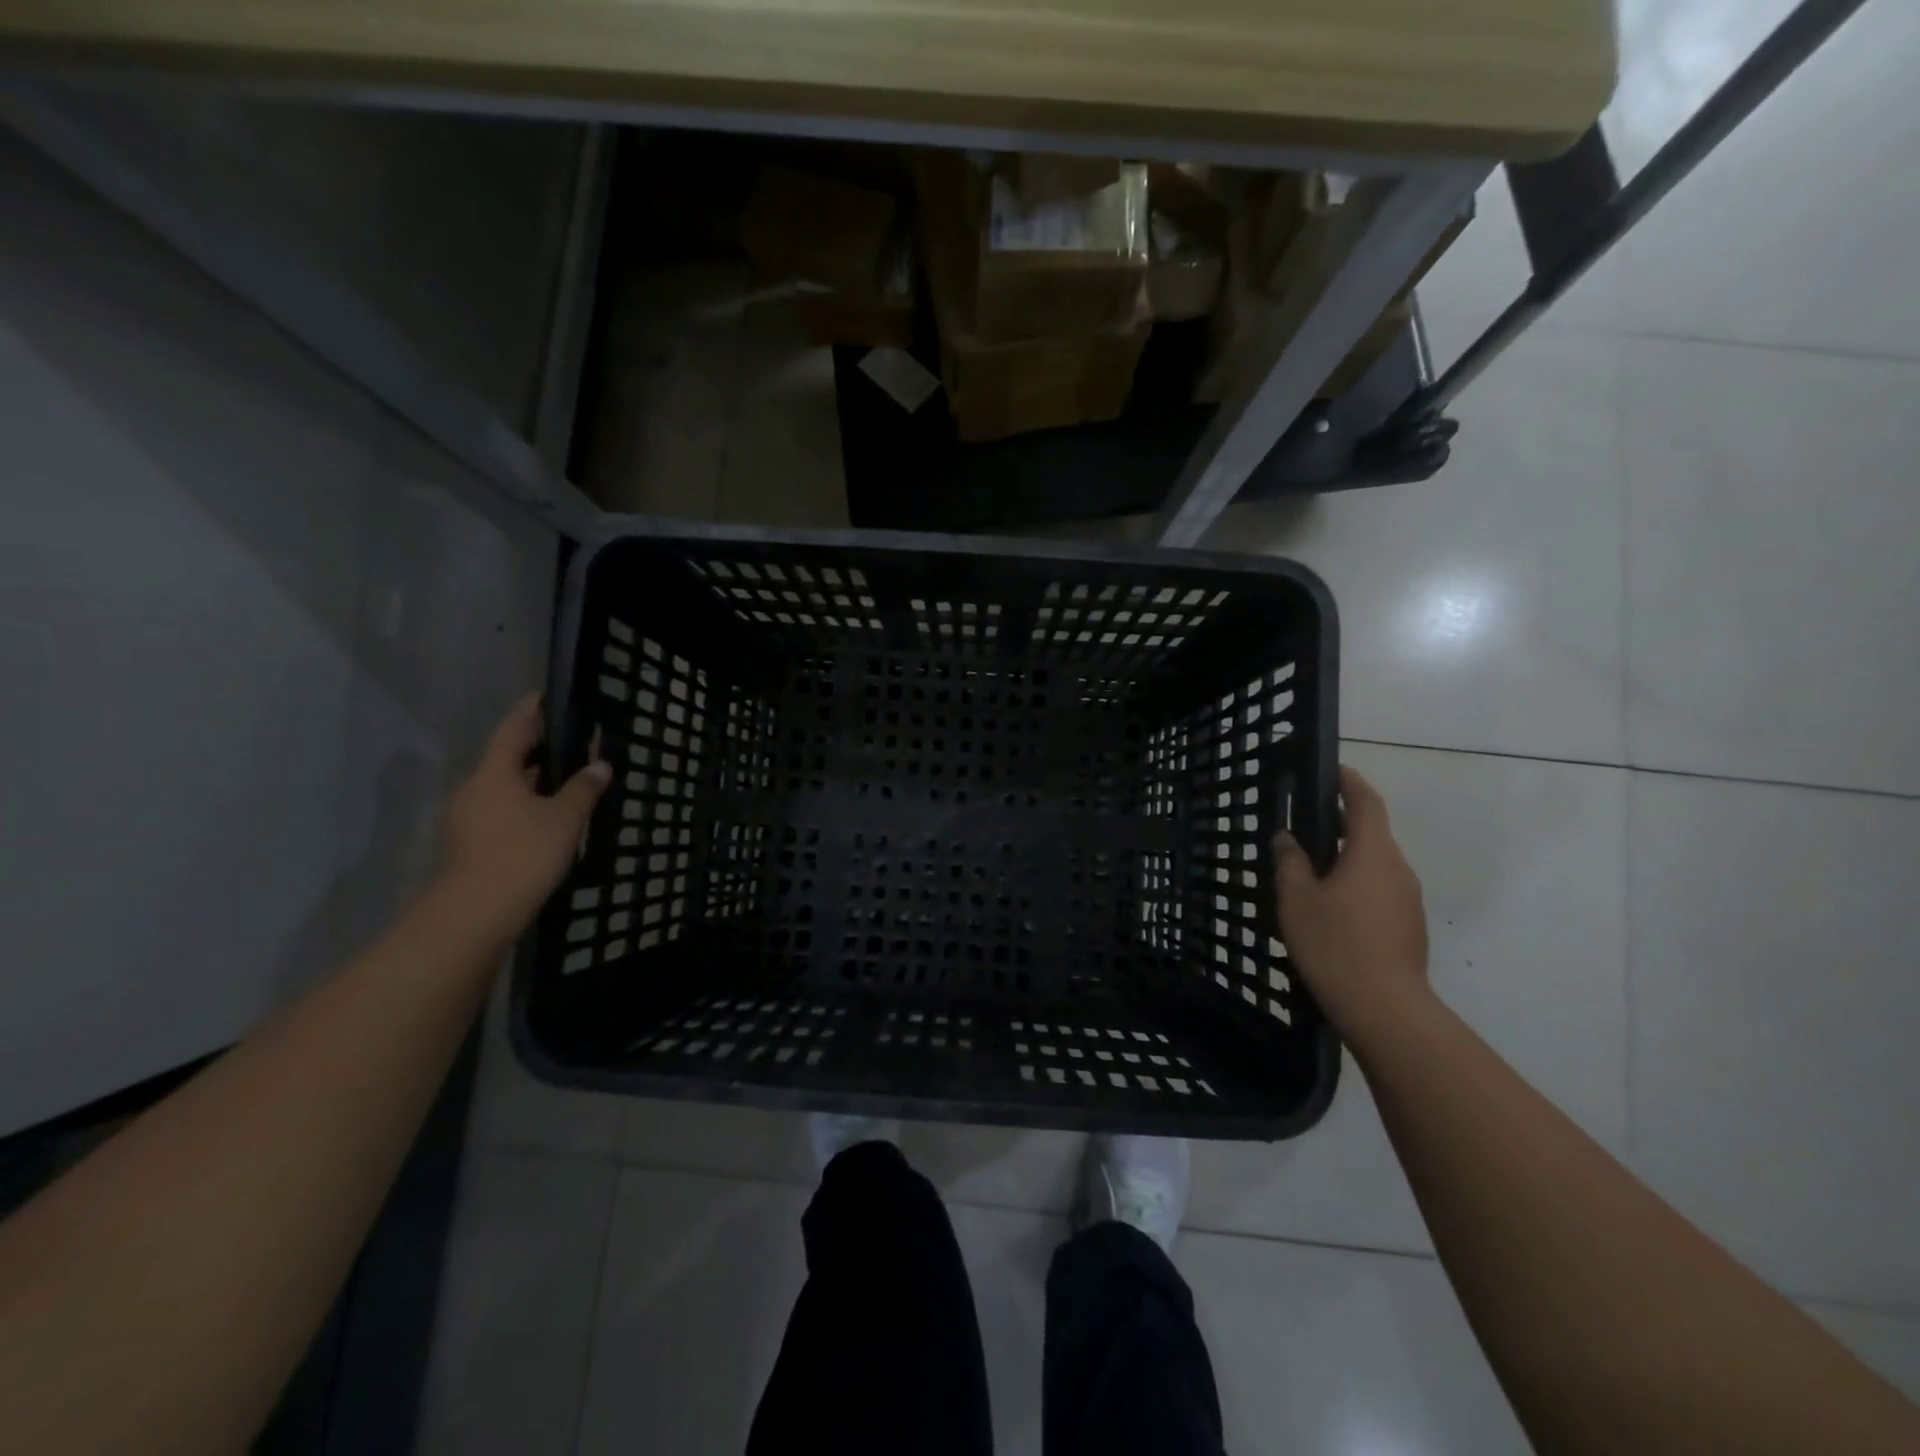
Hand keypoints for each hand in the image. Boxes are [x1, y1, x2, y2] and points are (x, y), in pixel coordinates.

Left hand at [437, 695, 610, 943]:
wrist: (477, 912)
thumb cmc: (523, 853)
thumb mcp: (565, 818)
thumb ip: (583, 788)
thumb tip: (600, 766)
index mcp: (494, 773)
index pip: (513, 730)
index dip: (530, 711)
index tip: (543, 696)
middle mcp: (475, 788)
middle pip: (506, 759)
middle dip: (535, 748)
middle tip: (566, 741)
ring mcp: (467, 817)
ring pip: (503, 786)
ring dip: (530, 779)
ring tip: (563, 778)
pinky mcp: (470, 841)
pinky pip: (500, 808)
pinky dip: (523, 803)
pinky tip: (546, 815)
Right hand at [1275, 765, 1429, 1037]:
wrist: (1385, 1008)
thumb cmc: (1335, 944)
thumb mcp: (1297, 899)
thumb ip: (1290, 862)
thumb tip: (1286, 838)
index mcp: (1373, 853)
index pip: (1366, 803)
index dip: (1350, 782)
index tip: (1332, 770)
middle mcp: (1398, 868)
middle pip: (1373, 833)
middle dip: (1343, 823)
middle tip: (1306, 824)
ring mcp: (1409, 899)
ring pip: (1376, 864)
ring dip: (1348, 857)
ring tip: (1311, 868)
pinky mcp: (1409, 925)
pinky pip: (1381, 889)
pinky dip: (1357, 883)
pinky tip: (1330, 906)